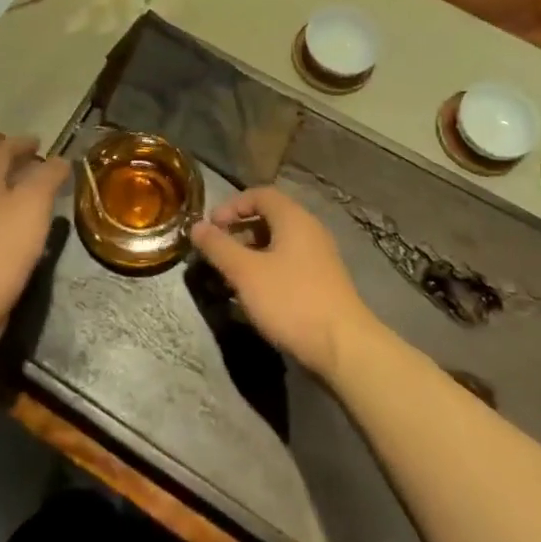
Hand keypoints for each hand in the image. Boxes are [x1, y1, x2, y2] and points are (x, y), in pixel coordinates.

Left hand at [0, 136, 66, 353]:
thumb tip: (61, 159)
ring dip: (17, 198)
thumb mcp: (34, 201)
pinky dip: (14, 224)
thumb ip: (48, 176)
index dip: (22, 143)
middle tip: (45, 168)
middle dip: (19, 169)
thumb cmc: (2, 243)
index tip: (40, 140)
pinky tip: (30, 237)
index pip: (2, 150)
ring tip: (43, 200)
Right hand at [188, 187, 380, 381]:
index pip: (259, 194)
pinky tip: (256, 293)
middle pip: (269, 217)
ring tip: (232, 275)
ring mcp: (320, 257)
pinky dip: (268, 268)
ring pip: (279, 242)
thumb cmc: (291, 300)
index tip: (211, 226)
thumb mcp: (246, 272)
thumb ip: (218, 247)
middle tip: (217, 251)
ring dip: (252, 252)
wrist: (344, 348)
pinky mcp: (324, 282)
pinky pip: (289, 262)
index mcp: (293, 218)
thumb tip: (196, 226)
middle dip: (239, 230)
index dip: (232, 205)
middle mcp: (309, 230)